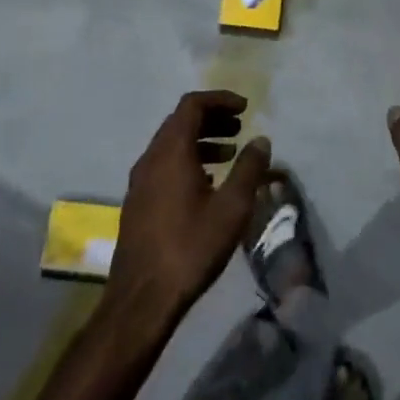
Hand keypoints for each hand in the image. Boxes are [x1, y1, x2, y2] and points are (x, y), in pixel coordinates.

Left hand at [107, 91, 271, 325]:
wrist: (142, 298)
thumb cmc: (191, 247)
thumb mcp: (232, 208)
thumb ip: (249, 169)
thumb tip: (261, 140)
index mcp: (170, 151)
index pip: (192, 105)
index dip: (220, 100)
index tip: (245, 108)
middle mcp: (150, 158)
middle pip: (180, 122)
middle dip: (211, 118)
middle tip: (240, 127)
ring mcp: (140, 181)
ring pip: (171, 145)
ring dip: (200, 140)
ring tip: (229, 154)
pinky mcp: (138, 202)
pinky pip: (164, 165)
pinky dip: (188, 161)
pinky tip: (208, 184)